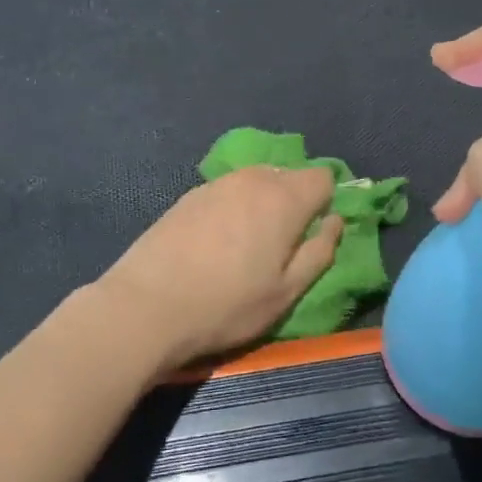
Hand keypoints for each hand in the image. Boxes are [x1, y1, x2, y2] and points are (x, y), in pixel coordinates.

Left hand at [95, 166, 343, 373]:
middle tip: (283, 244)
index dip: (326, 201)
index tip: (315, 232)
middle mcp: (252, 179)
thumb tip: (334, 221)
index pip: (323, 177)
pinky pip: (227, 192)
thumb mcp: (286, 292)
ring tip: (249, 244)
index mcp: (284, 199)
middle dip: (294, 201)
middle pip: (288, 175)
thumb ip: (319, 251)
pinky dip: (233, 208)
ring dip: (262, 203)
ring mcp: (216, 184)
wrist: (147, 305)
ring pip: (255, 182)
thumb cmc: (227, 305)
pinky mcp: (188, 195)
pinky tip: (217, 242)